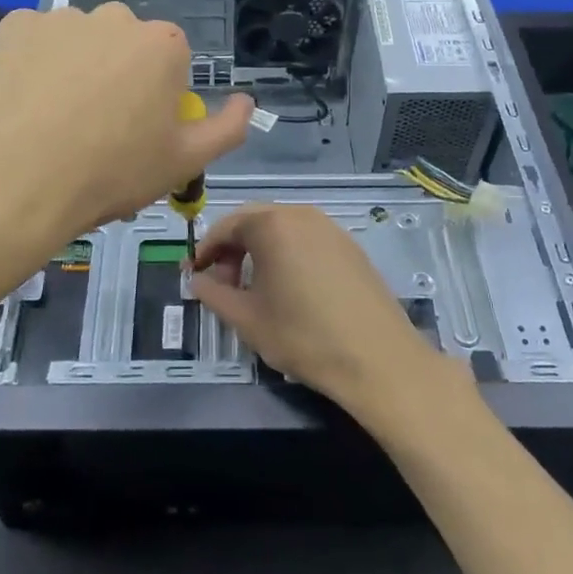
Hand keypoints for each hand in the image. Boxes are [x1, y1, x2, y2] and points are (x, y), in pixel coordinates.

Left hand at [0, 3, 253, 245]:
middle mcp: (116, 17)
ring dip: (76, 68)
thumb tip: (246, 101)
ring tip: (55, 121)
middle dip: (119, 77)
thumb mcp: (184, 162)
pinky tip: (25, 102)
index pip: (170, 63)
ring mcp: (61, 17)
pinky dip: (35, 63)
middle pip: (125, 46)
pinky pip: (35, 41)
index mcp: (163, 44)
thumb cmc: (110, 173)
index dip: (156, 99)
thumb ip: (227, 128)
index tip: (137, 133)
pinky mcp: (14, 26)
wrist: (15, 182)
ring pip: (79, 42)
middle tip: (97, 130)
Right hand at [189, 204, 441, 418]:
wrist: (377, 358)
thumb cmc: (303, 336)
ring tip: (254, 288)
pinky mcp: (350, 246)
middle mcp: (301, 215)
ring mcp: (330, 228)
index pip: (226, 225)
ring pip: (282, 229)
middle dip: (232, 248)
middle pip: (255, 222)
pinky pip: (307, 240)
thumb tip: (196, 279)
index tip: (194, 274)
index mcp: (272, 225)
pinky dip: (288, 254)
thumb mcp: (246, 319)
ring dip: (260, 251)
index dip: (205, 249)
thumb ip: (213, 293)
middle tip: (221, 283)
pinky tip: (289, 289)